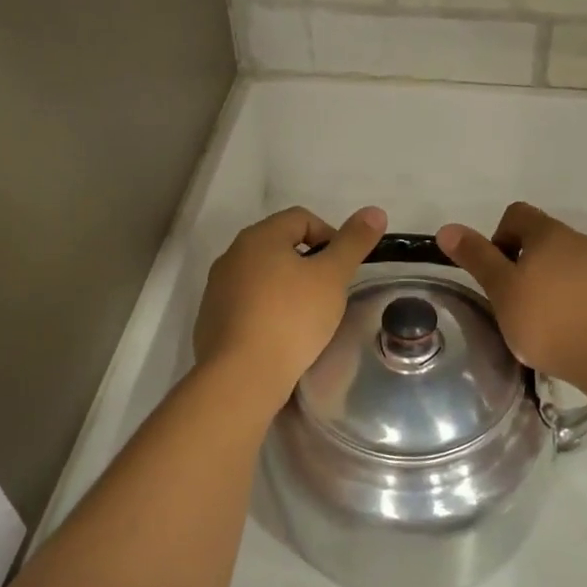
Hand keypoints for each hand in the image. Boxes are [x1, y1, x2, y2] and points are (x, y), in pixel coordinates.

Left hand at [194, 205, 386, 402]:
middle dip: (308, 263)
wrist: (242, 375)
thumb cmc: (291, 318)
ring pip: (262, 275)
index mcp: (259, 236)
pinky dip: (267, 310)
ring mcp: (217, 288)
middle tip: (329, 292)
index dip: (330, 235)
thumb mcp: (332, 277)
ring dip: (287, 287)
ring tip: (308, 316)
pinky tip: (281, 335)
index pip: (301, 218)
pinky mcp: (211, 319)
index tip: (344, 267)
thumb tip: (375, 211)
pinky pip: (247, 303)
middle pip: (280, 245)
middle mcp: (232, 255)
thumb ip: (354, 242)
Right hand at [437, 203, 586, 390]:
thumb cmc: (549, 321)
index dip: (497, 237)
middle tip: (511, 301)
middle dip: (521, 263)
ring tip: (539, 321)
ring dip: (546, 282)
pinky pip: (584, 285)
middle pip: (540, 238)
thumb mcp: (502, 290)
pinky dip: (569, 299)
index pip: (516, 214)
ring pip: (563, 263)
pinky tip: (566, 331)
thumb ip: (476, 258)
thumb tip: (447, 228)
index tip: (495, 274)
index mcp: (549, 232)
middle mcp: (578, 240)